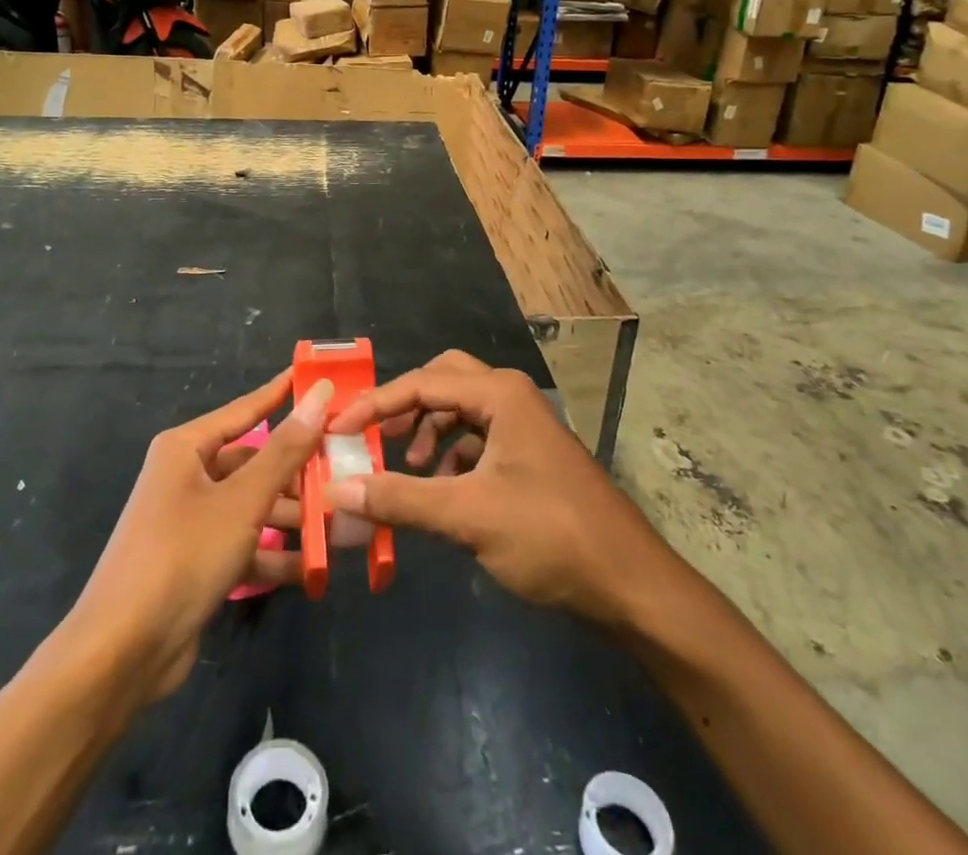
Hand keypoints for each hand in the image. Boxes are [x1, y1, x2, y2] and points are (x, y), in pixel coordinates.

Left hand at [66, 371, 332, 706]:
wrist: (121, 654)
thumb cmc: (183, 555)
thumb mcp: (242, 500)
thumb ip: (285, 450)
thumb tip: (319, 395)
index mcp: (186, 448)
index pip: (245, 410)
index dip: (282, 394)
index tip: (319, 380)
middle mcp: (186, 477)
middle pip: (253, 462)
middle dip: (297, 471)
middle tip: (344, 468)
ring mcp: (190, 521)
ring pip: (251, 506)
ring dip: (290, 517)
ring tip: (339, 522)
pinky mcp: (195, 562)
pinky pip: (243, 545)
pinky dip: (273, 555)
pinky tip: (312, 568)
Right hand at [325, 351, 673, 630]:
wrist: (630, 584)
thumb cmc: (550, 536)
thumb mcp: (467, 515)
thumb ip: (399, 499)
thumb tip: (337, 491)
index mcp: (499, 394)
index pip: (422, 383)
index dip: (375, 404)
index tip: (338, 429)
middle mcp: (511, 396)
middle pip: (443, 381)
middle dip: (405, 406)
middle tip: (374, 436)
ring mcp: (524, 425)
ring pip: (461, 410)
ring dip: (428, 432)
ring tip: (407, 469)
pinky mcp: (530, 454)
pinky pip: (478, 437)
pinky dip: (452, 455)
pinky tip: (441, 488)